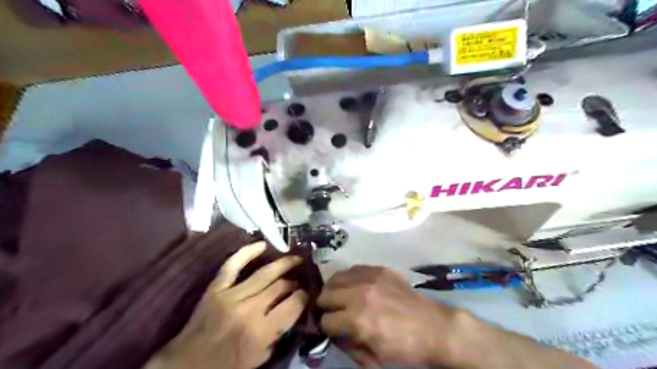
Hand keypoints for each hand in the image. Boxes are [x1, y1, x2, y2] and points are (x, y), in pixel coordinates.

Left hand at [150, 240, 309, 367]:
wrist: (185, 366)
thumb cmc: (225, 366)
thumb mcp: (258, 359)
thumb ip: (277, 334)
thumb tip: (292, 310)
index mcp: (260, 333)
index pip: (292, 305)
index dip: (303, 297)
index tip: (305, 294)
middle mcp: (248, 311)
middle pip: (280, 286)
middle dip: (294, 281)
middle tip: (300, 279)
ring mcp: (230, 296)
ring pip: (264, 274)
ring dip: (283, 264)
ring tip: (295, 258)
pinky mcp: (215, 288)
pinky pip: (232, 265)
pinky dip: (247, 252)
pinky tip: (263, 245)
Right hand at [315, 267, 457, 366]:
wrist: (433, 327)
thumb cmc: (404, 348)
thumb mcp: (373, 357)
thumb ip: (348, 345)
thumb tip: (334, 334)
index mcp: (357, 321)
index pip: (325, 320)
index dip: (327, 328)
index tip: (333, 328)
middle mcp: (359, 295)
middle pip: (325, 295)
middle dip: (326, 306)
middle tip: (334, 311)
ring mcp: (369, 278)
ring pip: (336, 277)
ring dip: (334, 289)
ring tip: (340, 296)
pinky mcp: (379, 269)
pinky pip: (354, 268)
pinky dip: (349, 278)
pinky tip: (355, 285)